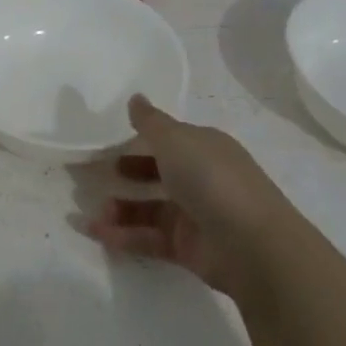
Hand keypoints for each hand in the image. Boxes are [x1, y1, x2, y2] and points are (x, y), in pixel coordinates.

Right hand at [85, 96, 295, 296]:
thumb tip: (135, 97)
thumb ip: (150, 122)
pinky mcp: (187, 248)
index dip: (142, 140)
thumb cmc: (211, 179)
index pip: (170, 140)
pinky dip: (124, 236)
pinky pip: (149, 238)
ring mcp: (195, 215)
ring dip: (120, 209)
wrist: (250, 244)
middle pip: (158, 174)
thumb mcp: (176, 141)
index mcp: (205, 148)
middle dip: (128, 175)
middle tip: (96, 176)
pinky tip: (97, 233)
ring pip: (150, 209)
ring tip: (94, 213)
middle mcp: (202, 179)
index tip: (109, 144)